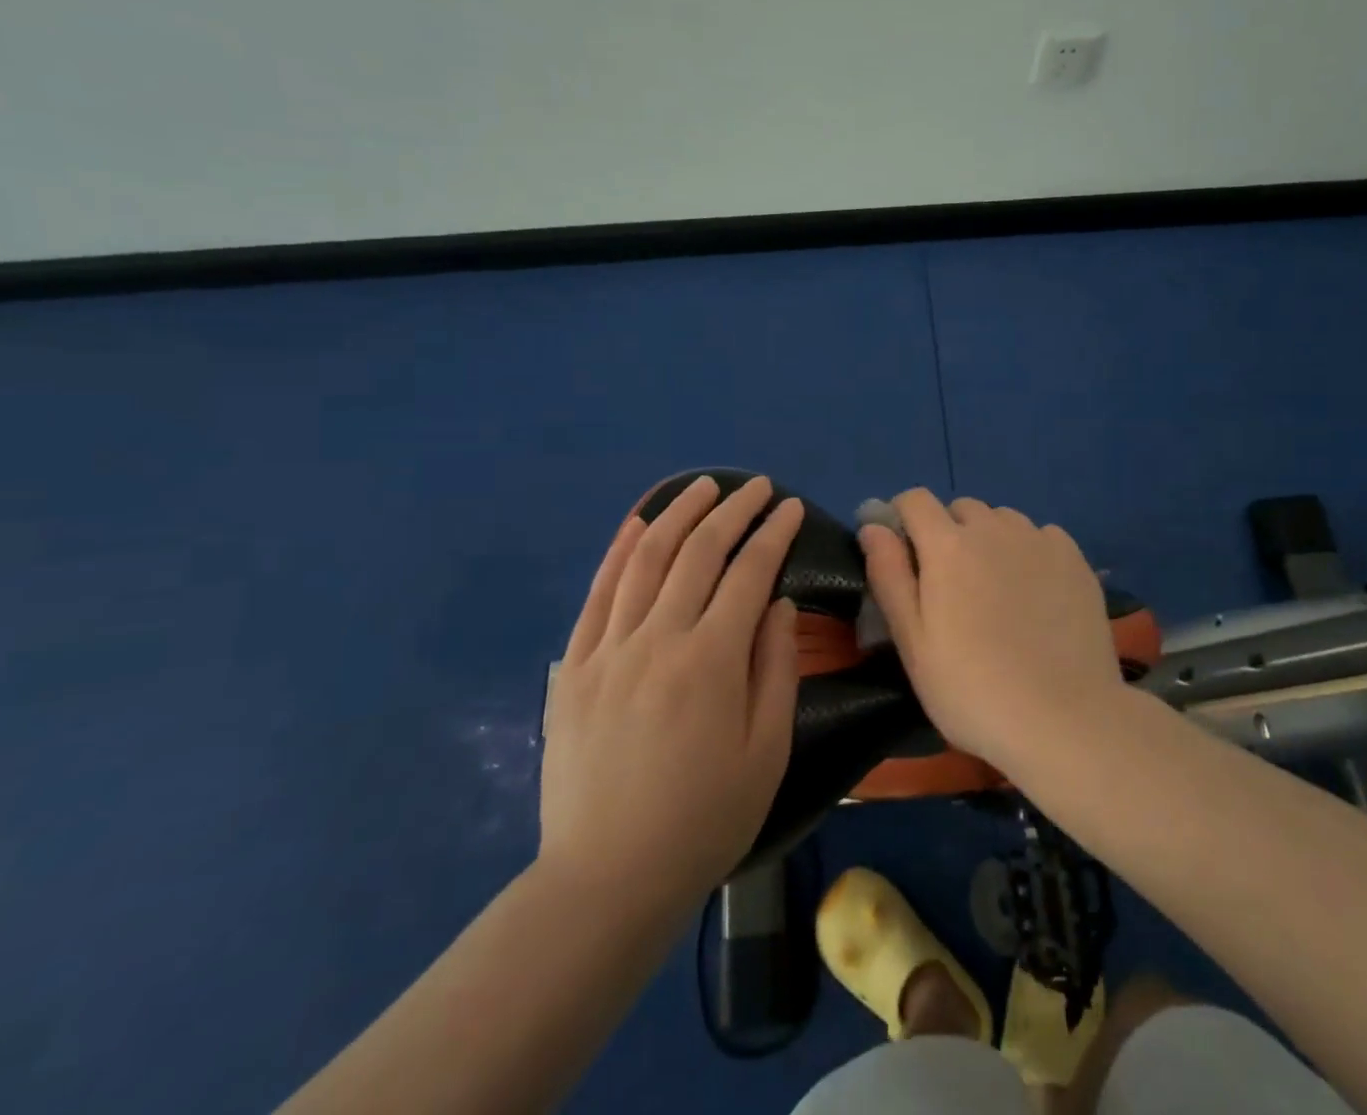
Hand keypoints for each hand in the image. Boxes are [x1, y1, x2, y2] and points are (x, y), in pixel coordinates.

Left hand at [539, 475, 803, 906]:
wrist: (607, 880)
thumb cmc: (705, 819)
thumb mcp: (767, 750)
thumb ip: (776, 667)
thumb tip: (777, 603)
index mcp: (711, 660)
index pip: (749, 572)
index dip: (774, 533)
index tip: (792, 506)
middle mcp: (658, 639)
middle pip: (698, 553)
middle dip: (733, 511)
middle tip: (757, 487)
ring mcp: (609, 650)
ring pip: (646, 559)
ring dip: (677, 515)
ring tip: (702, 487)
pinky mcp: (575, 667)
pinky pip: (598, 594)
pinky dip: (619, 551)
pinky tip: (637, 524)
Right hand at [858, 489, 1125, 770]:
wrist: (1065, 720)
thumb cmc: (973, 689)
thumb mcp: (913, 642)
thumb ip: (889, 575)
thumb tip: (873, 527)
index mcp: (947, 545)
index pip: (915, 499)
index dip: (902, 518)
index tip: (903, 553)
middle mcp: (994, 528)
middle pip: (961, 509)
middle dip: (947, 533)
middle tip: (951, 586)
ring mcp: (1039, 540)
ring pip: (1003, 520)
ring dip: (990, 540)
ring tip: (996, 589)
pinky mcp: (1075, 559)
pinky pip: (1041, 536)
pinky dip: (1030, 552)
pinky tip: (1036, 594)